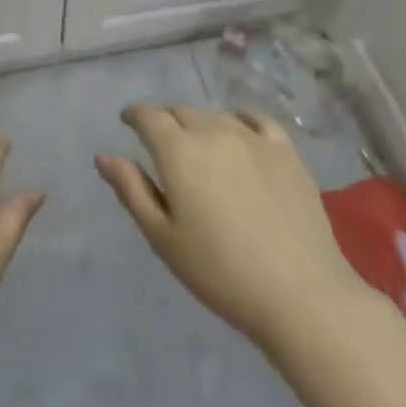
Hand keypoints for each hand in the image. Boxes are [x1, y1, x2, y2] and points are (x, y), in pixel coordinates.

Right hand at [96, 104, 373, 350]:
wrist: (301, 295)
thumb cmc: (221, 273)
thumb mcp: (163, 238)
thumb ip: (132, 191)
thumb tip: (104, 156)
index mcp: (178, 150)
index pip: (148, 116)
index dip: (134, 115)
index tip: (127, 122)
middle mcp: (213, 131)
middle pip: (181, 111)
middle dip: (165, 121)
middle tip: (162, 145)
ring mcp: (253, 137)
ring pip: (215, 115)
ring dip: (199, 123)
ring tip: (199, 147)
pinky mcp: (286, 150)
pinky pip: (255, 119)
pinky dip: (239, 120)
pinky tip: (239, 133)